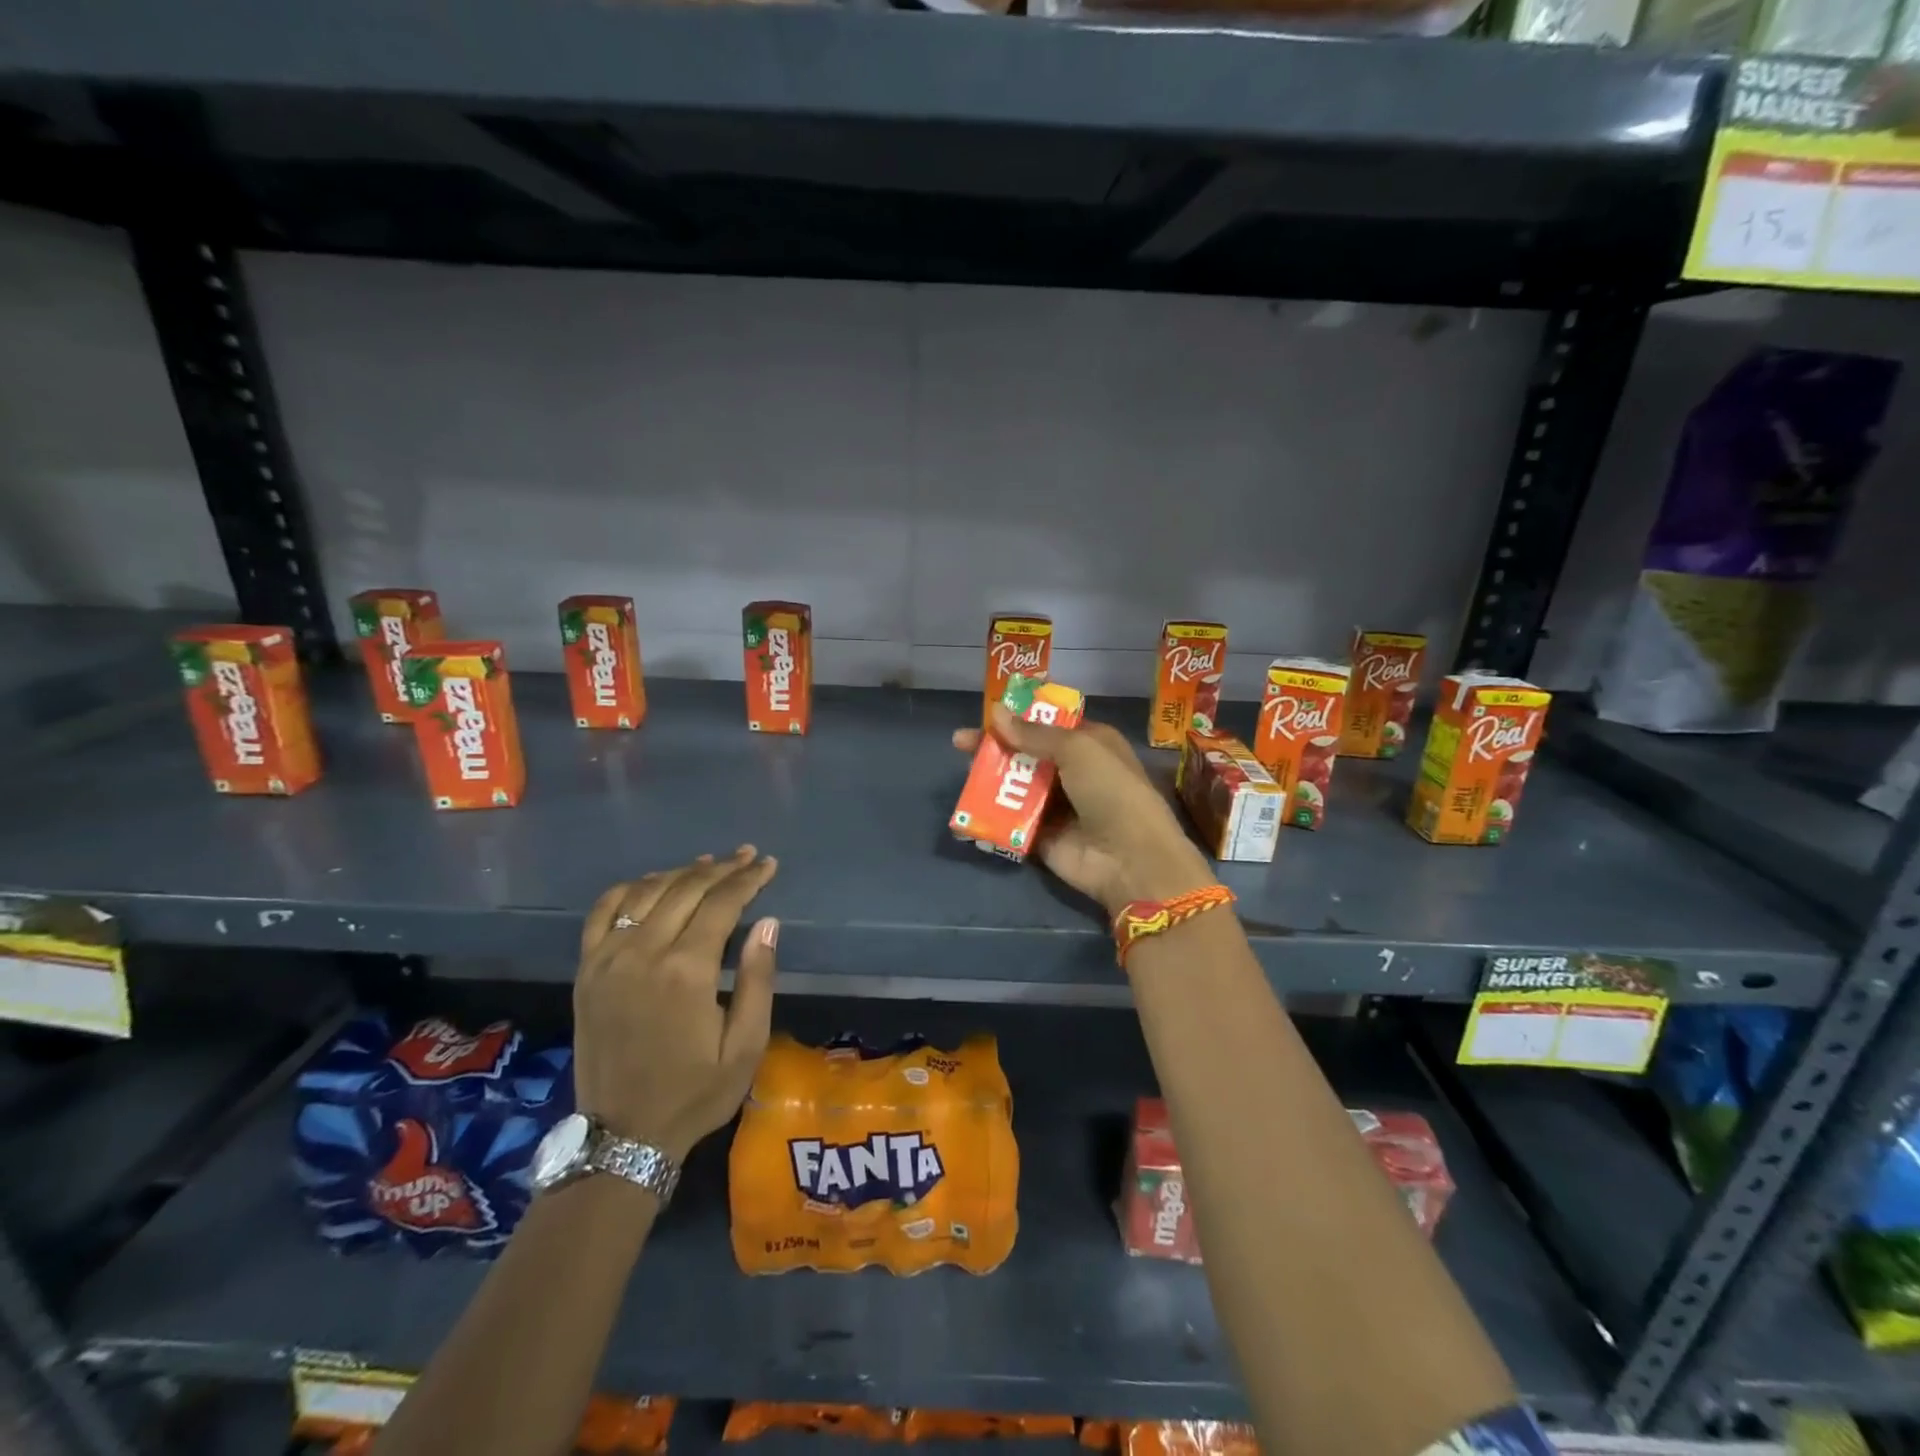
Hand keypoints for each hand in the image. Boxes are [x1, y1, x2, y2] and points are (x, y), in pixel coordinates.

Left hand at [574, 847, 779, 1160]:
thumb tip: (768, 923)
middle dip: (721, 868)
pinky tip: (651, 884)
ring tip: (709, 863)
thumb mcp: (745, 1045)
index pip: (722, 903)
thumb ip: (757, 979)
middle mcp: (643, 952)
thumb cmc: (695, 1092)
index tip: (768, 864)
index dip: (748, 879)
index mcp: (686, 970)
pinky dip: (630, 889)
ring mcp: (608, 959)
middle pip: (686, 889)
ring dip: (681, 872)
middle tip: (747, 856)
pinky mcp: (586, 970)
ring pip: (647, 893)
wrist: (623, 1136)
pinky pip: (603, 912)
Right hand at [953, 706, 1214, 916]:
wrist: (1130, 860)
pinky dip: (991, 815)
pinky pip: (1011, 821)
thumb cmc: (1112, 791)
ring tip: (964, 772)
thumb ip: (1035, 733)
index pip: (1049, 725)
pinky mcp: (1041, 837)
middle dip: (996, 747)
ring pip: (1016, 787)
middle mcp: (1074, 773)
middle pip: (1027, 754)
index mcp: (1090, 745)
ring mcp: (1057, 807)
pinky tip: (967, 806)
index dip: (1019, 718)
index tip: (987, 714)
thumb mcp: (1078, 749)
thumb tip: (996, 712)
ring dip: (990, 779)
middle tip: (960, 743)